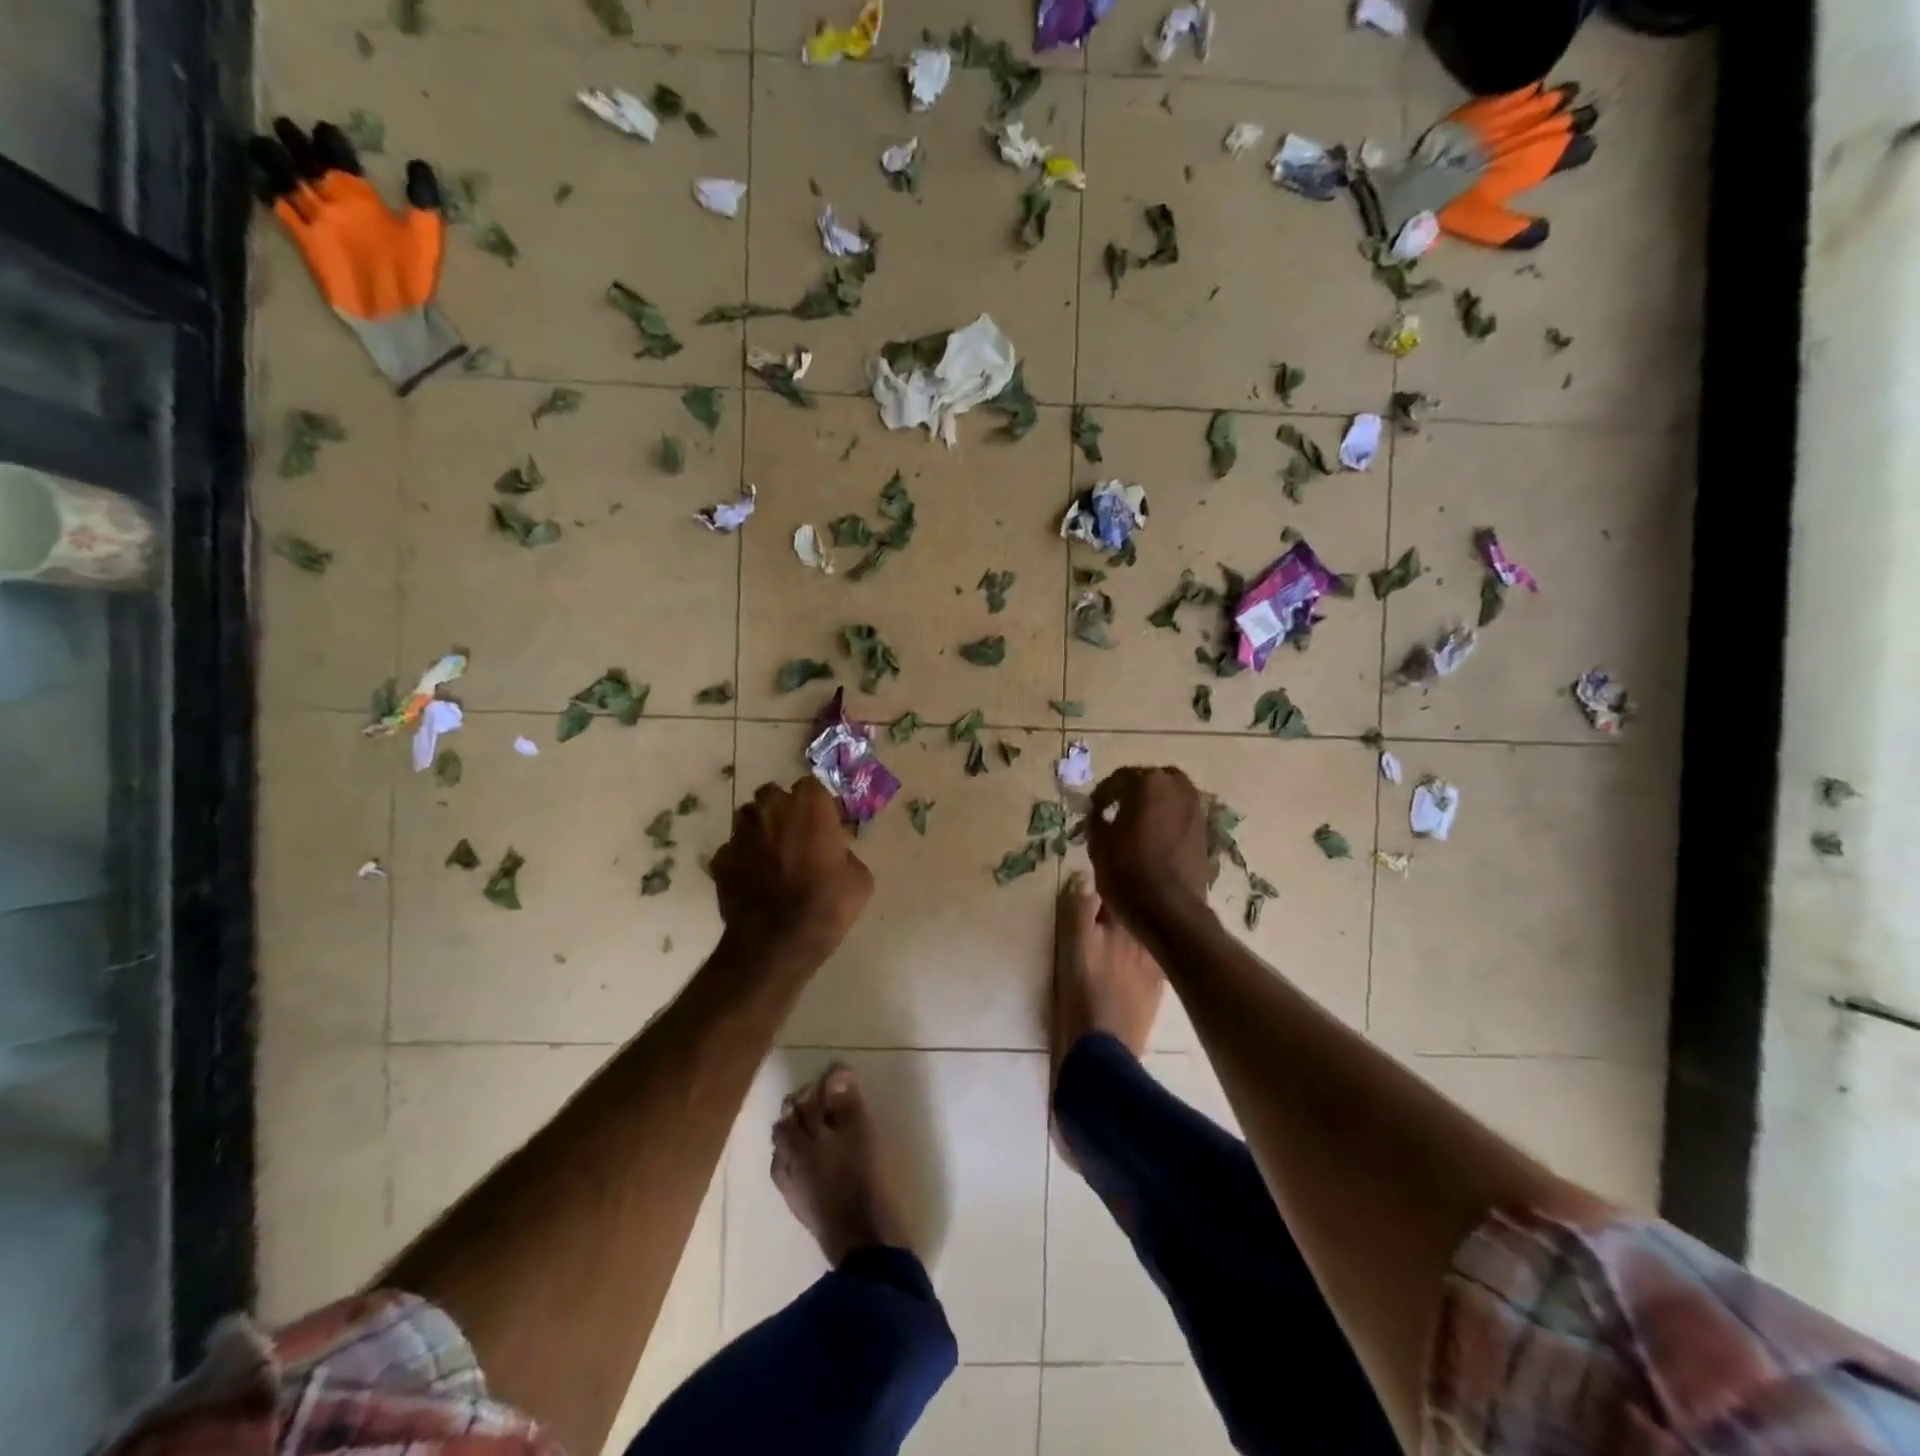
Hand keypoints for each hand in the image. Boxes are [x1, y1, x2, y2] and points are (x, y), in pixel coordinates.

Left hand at [711, 777, 873, 959]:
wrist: (778, 942)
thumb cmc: (827, 904)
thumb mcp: (859, 878)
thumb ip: (845, 853)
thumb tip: (836, 854)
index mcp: (808, 805)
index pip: (812, 785)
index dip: (818, 804)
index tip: (825, 823)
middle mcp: (771, 809)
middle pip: (774, 795)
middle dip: (783, 810)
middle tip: (796, 836)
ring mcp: (740, 833)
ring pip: (749, 819)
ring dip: (760, 831)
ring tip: (772, 857)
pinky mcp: (720, 859)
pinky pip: (733, 851)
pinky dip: (742, 860)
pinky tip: (753, 881)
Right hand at [1086, 766, 1213, 933]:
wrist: (1170, 911)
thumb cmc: (1128, 873)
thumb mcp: (1098, 844)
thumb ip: (1096, 820)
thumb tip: (1099, 813)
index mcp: (1148, 783)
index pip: (1120, 778)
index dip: (1102, 794)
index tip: (1093, 810)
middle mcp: (1177, 788)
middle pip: (1151, 779)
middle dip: (1133, 791)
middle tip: (1117, 810)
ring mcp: (1195, 809)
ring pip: (1172, 794)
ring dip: (1154, 802)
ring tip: (1137, 823)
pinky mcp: (1205, 831)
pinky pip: (1182, 813)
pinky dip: (1168, 818)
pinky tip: (1155, 837)